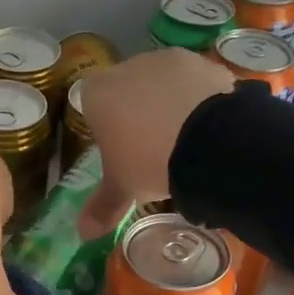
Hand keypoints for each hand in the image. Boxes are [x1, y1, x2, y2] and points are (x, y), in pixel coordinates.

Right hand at [77, 49, 233, 235]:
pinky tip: (209, 126)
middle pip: (127, 90)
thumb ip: (102, 207)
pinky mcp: (204, 62)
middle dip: (137, 112)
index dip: (106, 126)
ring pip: (162, 83)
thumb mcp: (124, 188)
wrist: (209, 141)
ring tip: (187, 138)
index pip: (91, 104)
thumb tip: (83, 234)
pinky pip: (195, 82)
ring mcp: (168, 60)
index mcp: (97, 94)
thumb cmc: (149, 162)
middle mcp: (127, 67)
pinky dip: (199, 99)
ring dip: (170, 103)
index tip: (121, 150)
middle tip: (154, 148)